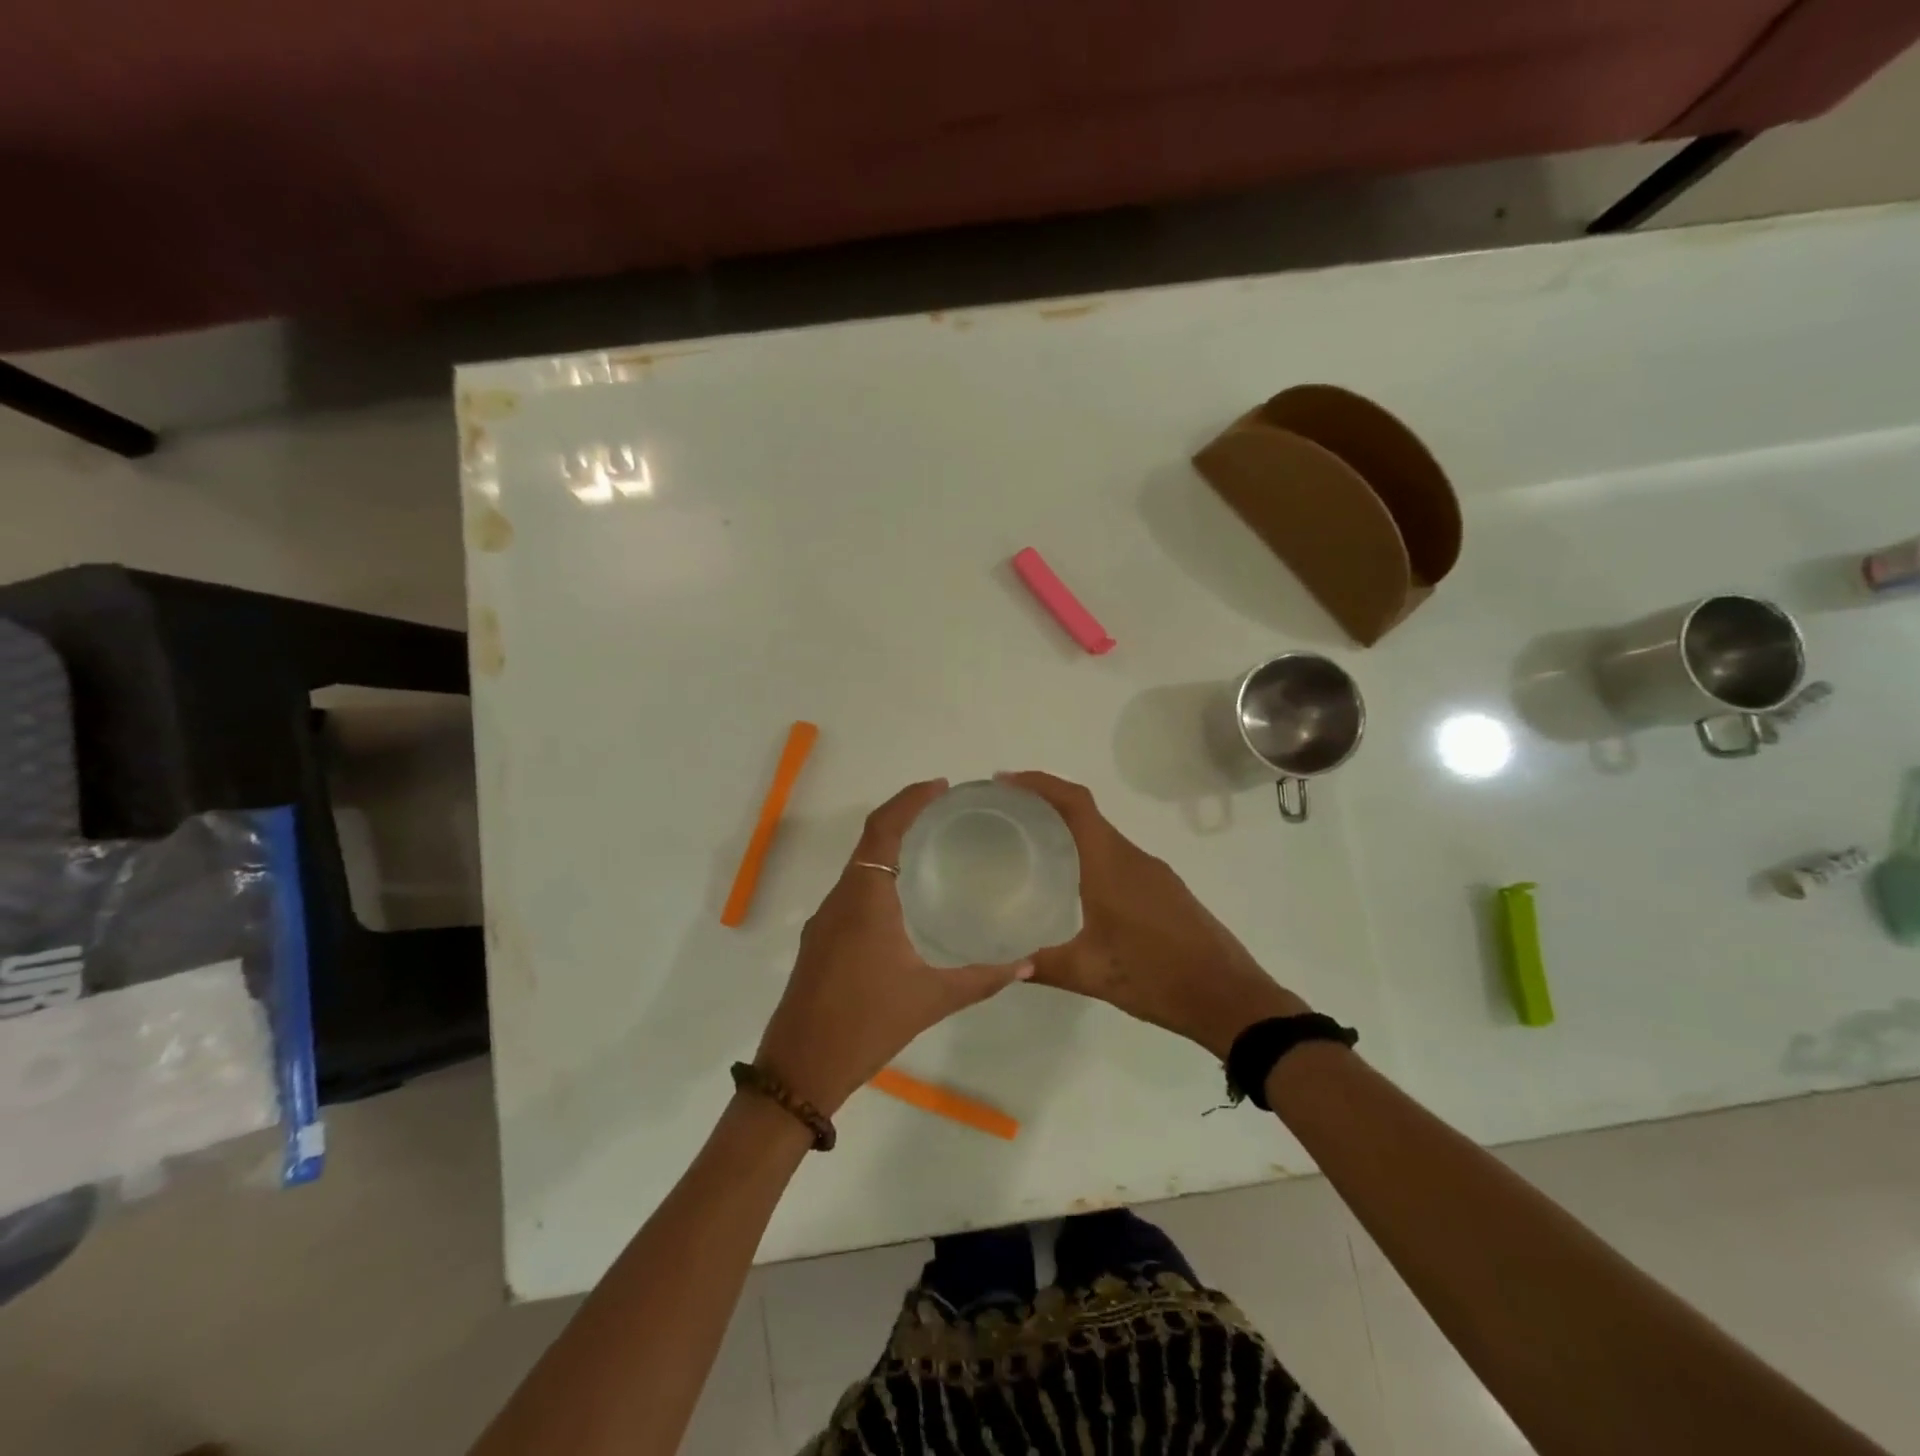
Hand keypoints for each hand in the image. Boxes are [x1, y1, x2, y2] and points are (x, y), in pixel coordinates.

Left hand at [754, 779, 1033, 1113]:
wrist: (799, 1070)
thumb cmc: (865, 1025)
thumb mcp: (930, 1000)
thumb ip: (980, 979)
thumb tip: (1025, 963)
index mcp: (864, 898)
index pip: (883, 829)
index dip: (909, 800)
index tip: (940, 786)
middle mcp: (840, 899)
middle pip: (870, 840)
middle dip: (904, 818)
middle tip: (945, 813)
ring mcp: (824, 921)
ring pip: (858, 867)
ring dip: (889, 848)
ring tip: (931, 849)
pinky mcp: (819, 941)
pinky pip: (852, 891)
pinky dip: (878, 877)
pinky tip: (904, 900)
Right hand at [1001, 771, 1308, 1058]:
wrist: (1230, 998)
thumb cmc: (1158, 978)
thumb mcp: (1091, 975)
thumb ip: (1044, 965)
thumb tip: (1004, 965)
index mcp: (1112, 865)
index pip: (1075, 804)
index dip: (1040, 784)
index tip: (1005, 781)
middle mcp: (1133, 858)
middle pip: (1086, 813)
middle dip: (1046, 803)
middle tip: (1006, 815)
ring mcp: (1153, 872)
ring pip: (1103, 836)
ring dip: (1068, 830)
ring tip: (1030, 845)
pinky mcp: (1165, 888)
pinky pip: (1118, 856)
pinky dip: (1089, 853)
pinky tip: (1072, 882)